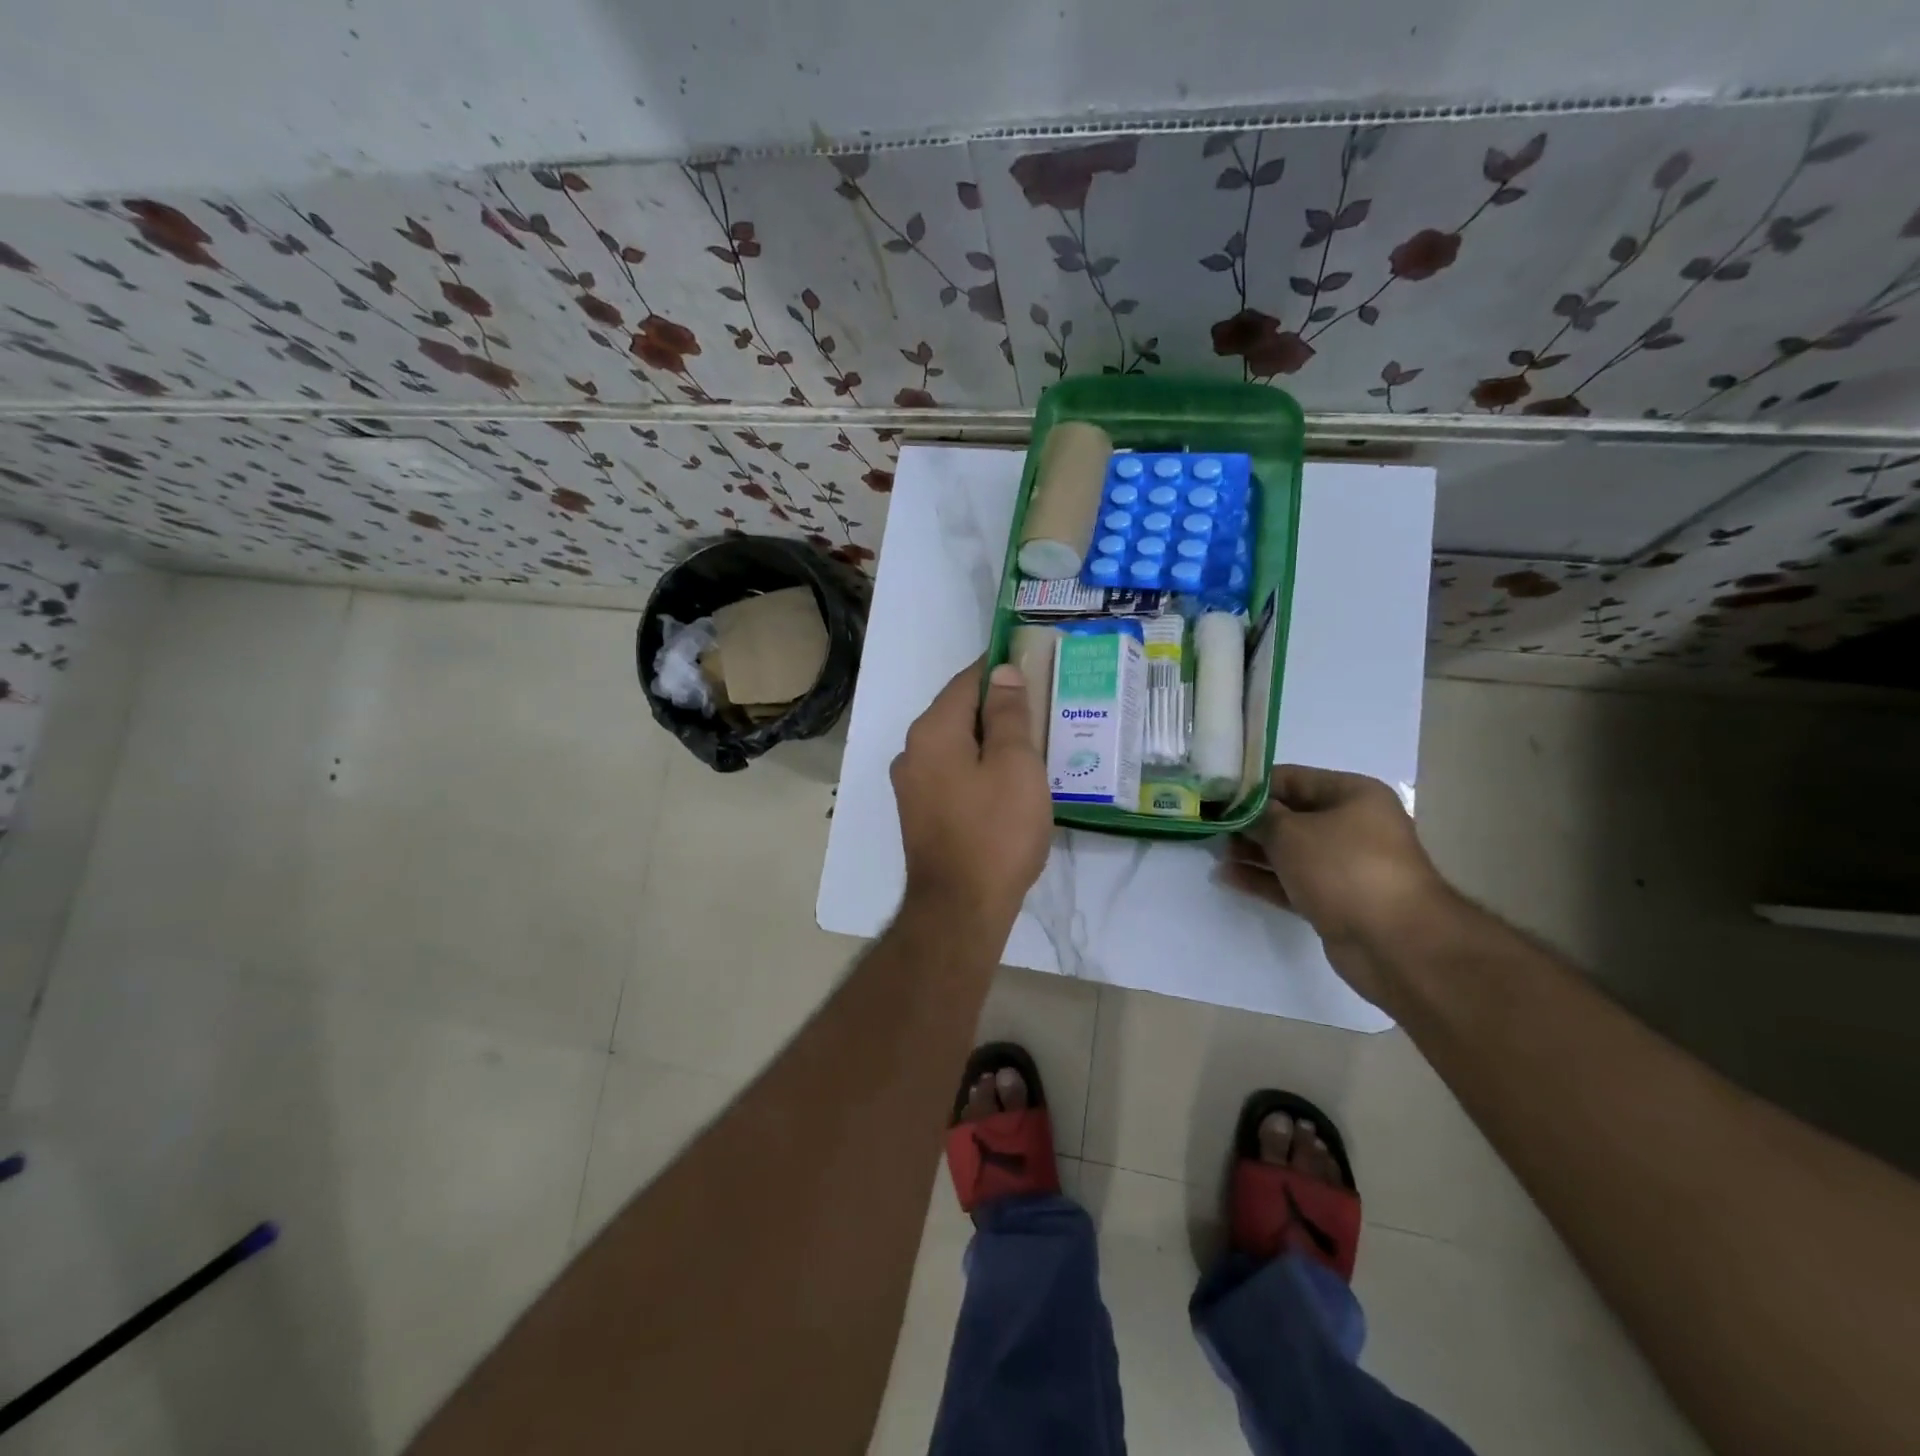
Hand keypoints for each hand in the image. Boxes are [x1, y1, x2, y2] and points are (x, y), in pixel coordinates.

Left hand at [892, 659, 1052, 935]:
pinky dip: (979, 767)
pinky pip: (953, 773)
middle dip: (999, 706)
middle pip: (959, 712)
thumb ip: (1009, 713)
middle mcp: (913, 751)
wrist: (960, 908)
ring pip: (957, 745)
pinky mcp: (921, 813)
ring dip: (991, 740)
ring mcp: (912, 785)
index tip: (1035, 665)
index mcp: (932, 730)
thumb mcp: (1016, 764)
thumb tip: (1002, 672)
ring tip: (1034, 744)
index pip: (967, 680)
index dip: (1001, 668)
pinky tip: (1009, 781)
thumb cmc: (996, 831)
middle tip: (1044, 708)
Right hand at [1221, 765, 1448, 1003]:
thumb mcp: (1291, 832)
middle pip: (1290, 816)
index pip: (1292, 778)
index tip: (1214, 793)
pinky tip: (1227, 876)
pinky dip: (1263, 878)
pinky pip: (1292, 882)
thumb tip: (1238, 810)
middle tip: (1209, 825)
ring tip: (1213, 851)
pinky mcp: (1336, 900)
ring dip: (1252, 851)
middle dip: (1249, 821)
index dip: (1251, 785)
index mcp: (1352, 795)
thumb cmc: (1344, 868)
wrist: (1395, 942)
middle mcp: (1353, 825)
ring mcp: (1345, 866)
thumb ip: (1259, 816)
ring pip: (1289, 851)